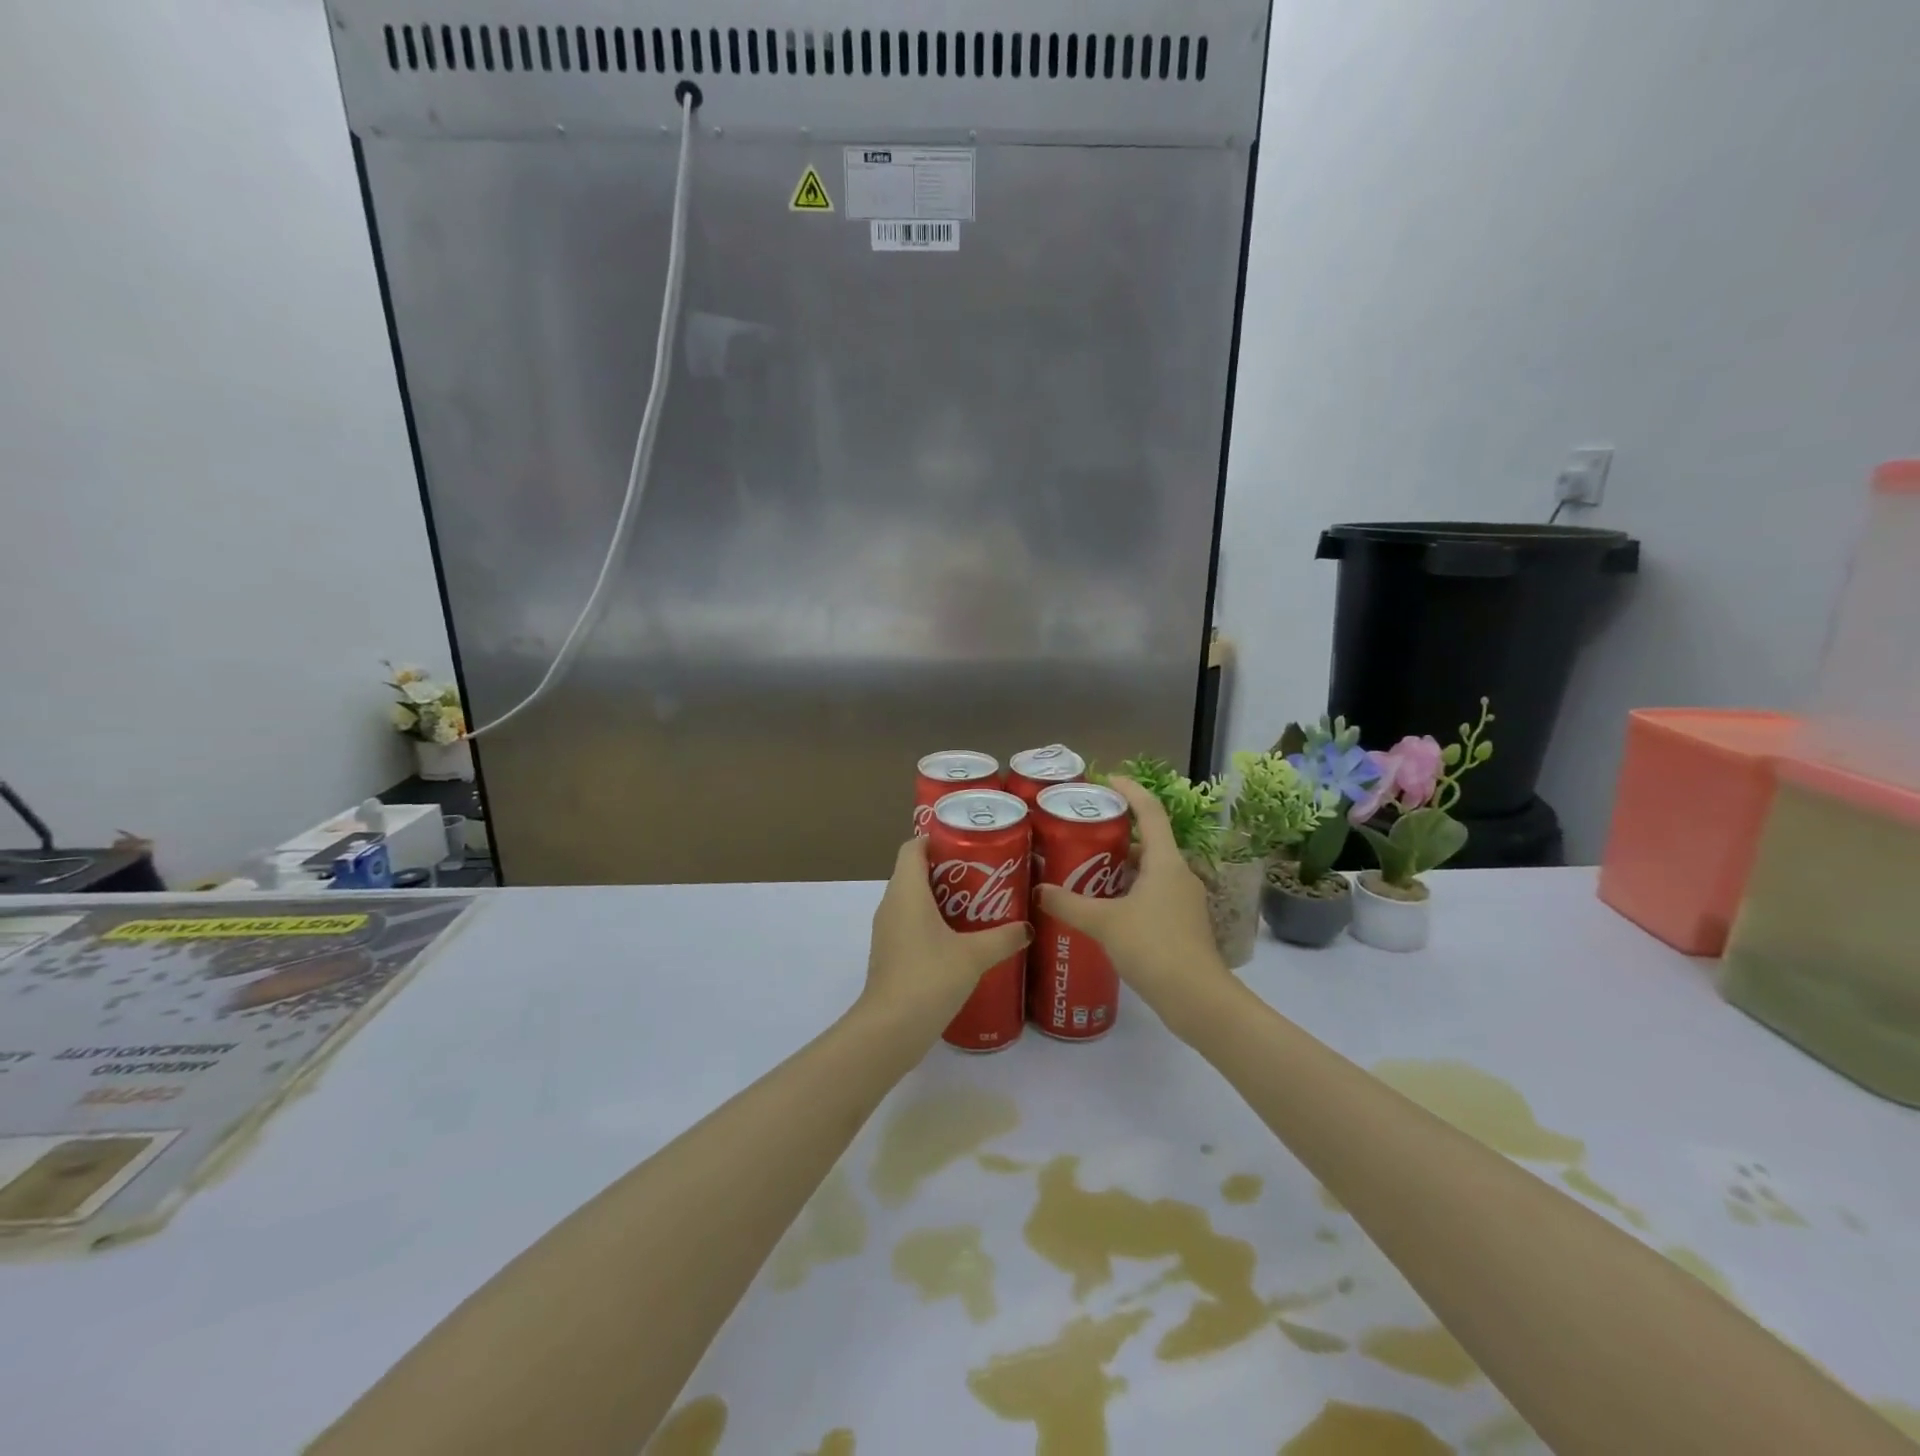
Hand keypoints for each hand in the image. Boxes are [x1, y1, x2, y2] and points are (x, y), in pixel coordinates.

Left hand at [862, 837, 1030, 1031]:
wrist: (890, 1030)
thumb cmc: (929, 978)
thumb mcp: (974, 955)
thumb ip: (1003, 938)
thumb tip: (1029, 927)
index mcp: (906, 891)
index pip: (913, 847)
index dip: (936, 838)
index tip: (968, 842)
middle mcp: (891, 904)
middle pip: (915, 871)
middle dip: (948, 868)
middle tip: (984, 873)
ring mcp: (888, 931)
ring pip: (913, 899)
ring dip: (942, 897)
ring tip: (979, 904)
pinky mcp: (891, 954)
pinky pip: (911, 923)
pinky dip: (933, 922)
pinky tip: (962, 939)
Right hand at [1037, 776, 1231, 1033]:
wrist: (1198, 1000)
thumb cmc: (1154, 948)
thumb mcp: (1104, 923)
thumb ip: (1068, 905)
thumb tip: (1037, 890)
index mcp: (1166, 862)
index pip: (1150, 811)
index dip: (1130, 790)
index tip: (1106, 779)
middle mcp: (1179, 874)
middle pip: (1148, 841)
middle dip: (1116, 833)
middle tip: (1082, 831)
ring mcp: (1183, 901)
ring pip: (1149, 870)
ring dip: (1120, 866)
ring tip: (1084, 868)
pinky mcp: (1182, 925)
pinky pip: (1152, 894)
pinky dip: (1128, 891)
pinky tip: (1104, 907)